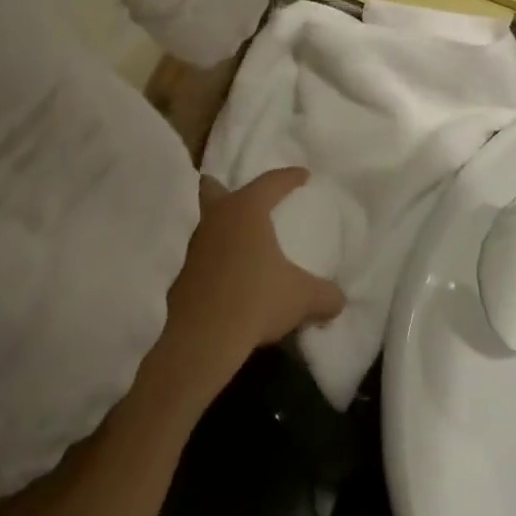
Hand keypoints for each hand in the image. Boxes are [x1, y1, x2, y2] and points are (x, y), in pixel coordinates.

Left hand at [149, 170, 345, 407]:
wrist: (200, 340)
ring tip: (237, 240)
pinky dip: (209, 260)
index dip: (289, 177)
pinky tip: (222, 276)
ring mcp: (191, 246)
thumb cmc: (256, 300)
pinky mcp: (177, 274)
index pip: (271, 182)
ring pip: (203, 223)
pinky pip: (197, 256)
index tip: (303, 175)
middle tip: (241, 196)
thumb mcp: (302, 298)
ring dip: (218, 227)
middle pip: (214, 190)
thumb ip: (325, 295)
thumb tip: (339, 300)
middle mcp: (215, 219)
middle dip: (225, 188)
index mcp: (246, 210)